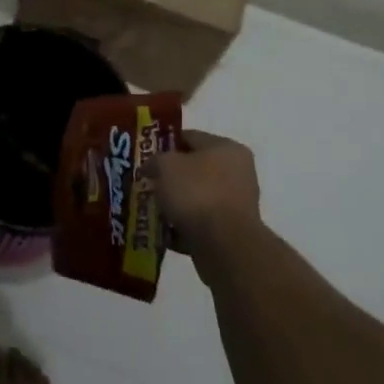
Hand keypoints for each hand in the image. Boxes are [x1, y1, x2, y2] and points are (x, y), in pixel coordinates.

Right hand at [147, 129, 261, 268]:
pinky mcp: (230, 233)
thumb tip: (151, 167)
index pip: (191, 137)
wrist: (224, 245)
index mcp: (227, 148)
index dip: (165, 143)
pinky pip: (199, 224)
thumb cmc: (197, 193)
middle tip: (147, 183)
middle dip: (169, 177)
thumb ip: (155, 161)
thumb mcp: (166, 165)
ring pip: (196, 199)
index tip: (145, 155)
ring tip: (150, 210)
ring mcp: (235, 205)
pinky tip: (161, 233)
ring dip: (174, 204)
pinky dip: (181, 227)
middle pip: (194, 169)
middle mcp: (237, 173)